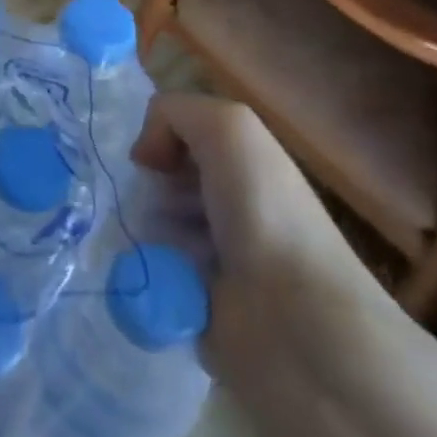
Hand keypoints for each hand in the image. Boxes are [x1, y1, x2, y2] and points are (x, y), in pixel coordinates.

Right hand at [131, 93, 387, 363]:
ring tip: (152, 245)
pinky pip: (147, 271)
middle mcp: (232, 207)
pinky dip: (141, 269)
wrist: (295, 324)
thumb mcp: (228, 127)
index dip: (161, 140)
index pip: (182, 137)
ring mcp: (213, 259)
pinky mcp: (195, 303)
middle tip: (153, 206)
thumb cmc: (265, 214)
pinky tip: (152, 275)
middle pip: (161, 179)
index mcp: (247, 167)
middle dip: (146, 187)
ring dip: (140, 227)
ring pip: (149, 223)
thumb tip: (146, 156)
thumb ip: (174, 112)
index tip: (153, 163)